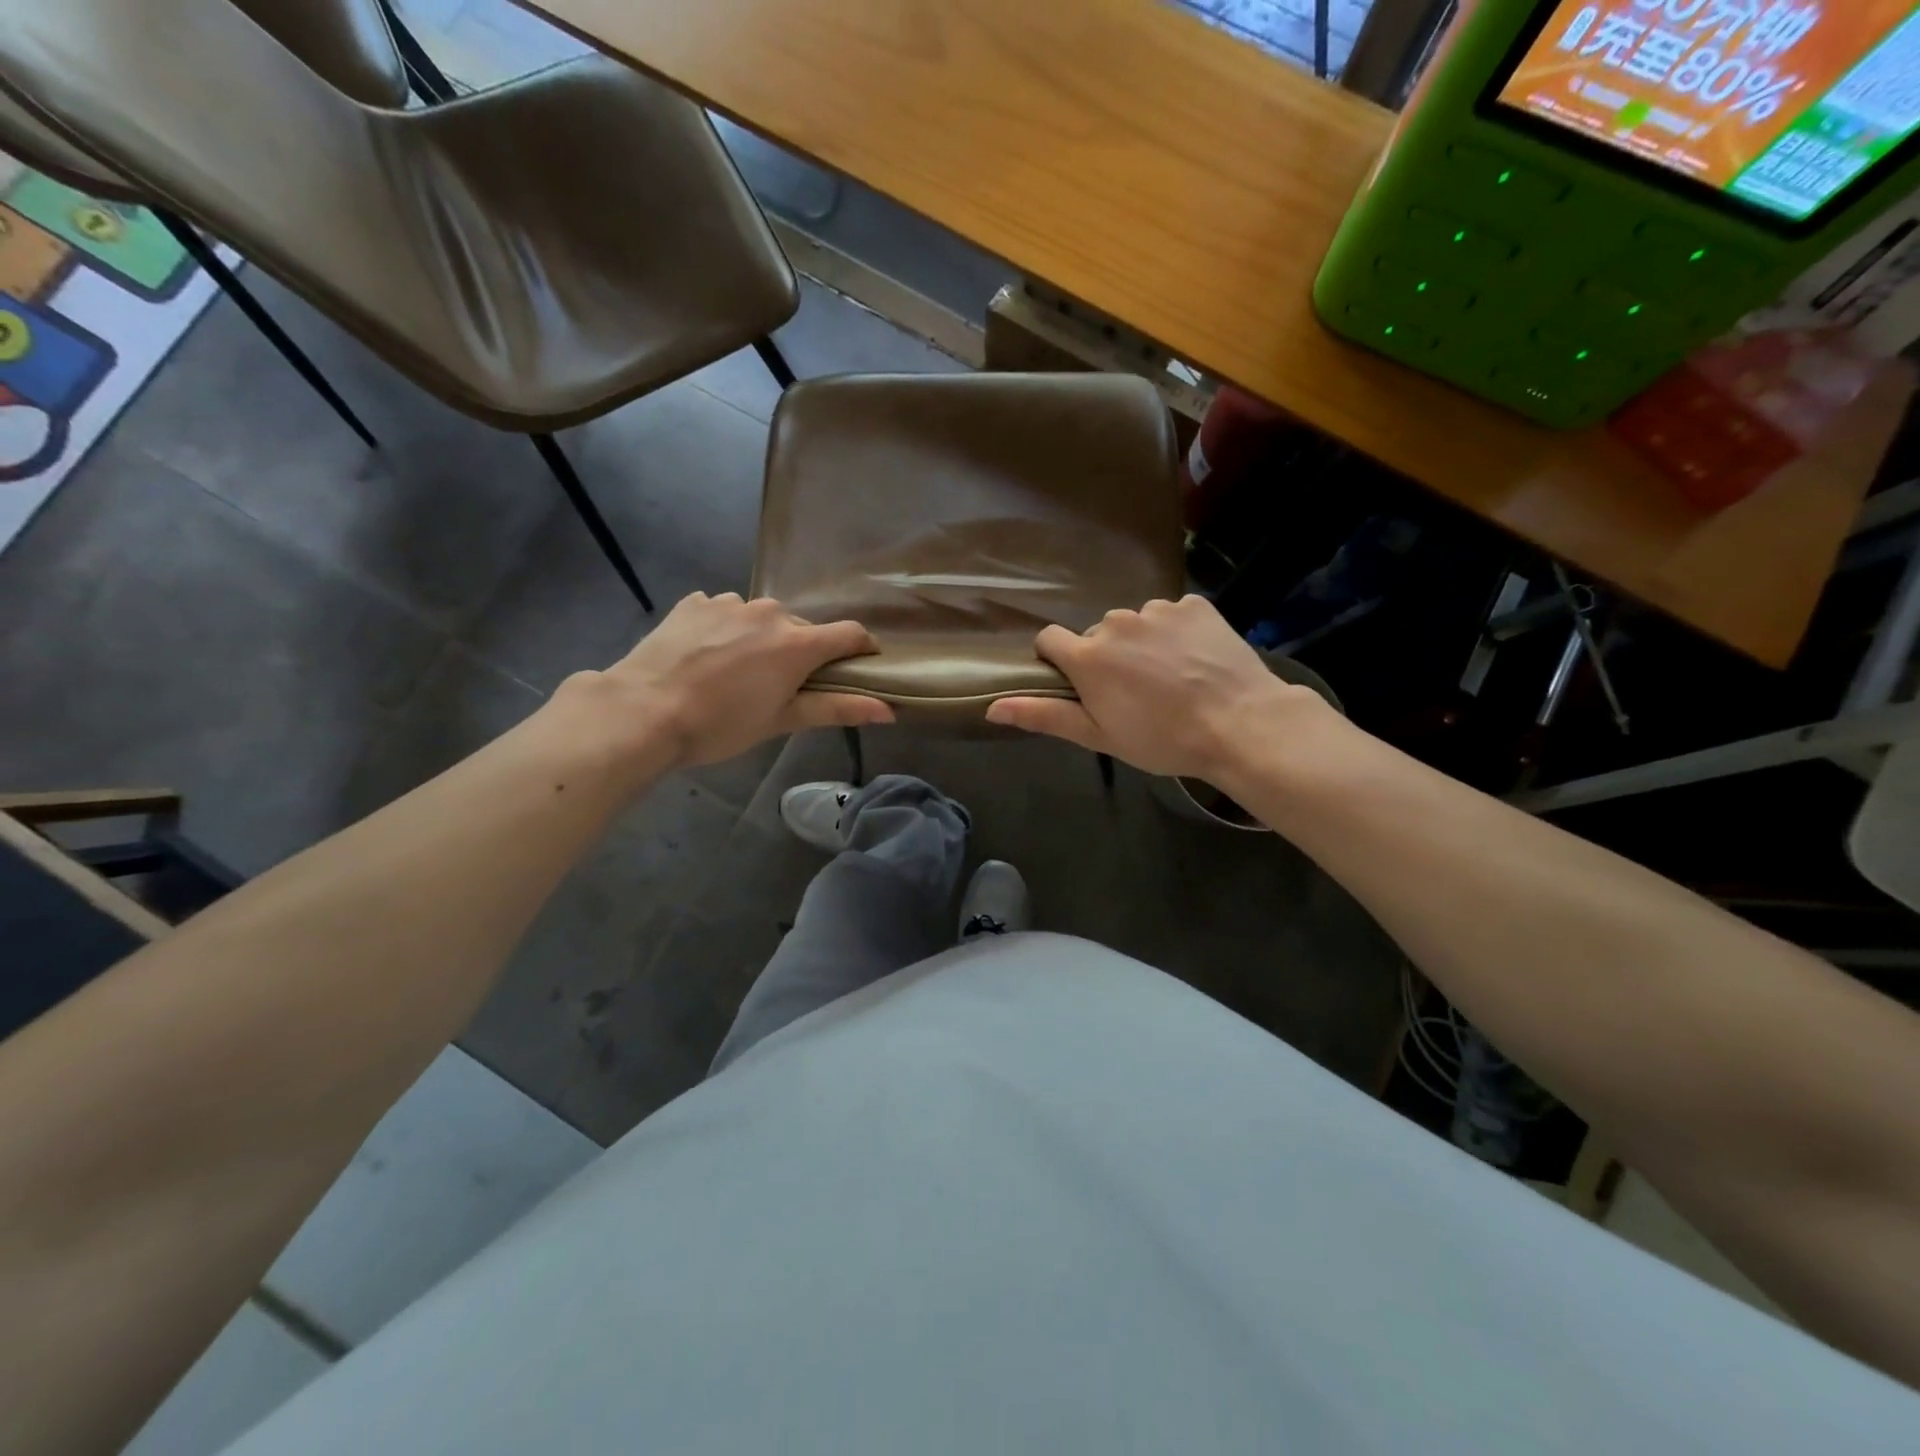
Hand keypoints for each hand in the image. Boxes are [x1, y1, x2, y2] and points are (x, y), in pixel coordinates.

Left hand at [556, 592, 893, 774]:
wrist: (642, 711)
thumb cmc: (720, 725)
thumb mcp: (782, 720)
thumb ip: (838, 709)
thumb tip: (889, 711)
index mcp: (797, 643)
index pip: (850, 633)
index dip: (861, 648)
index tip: (860, 664)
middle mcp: (770, 612)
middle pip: (802, 629)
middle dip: (801, 652)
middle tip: (781, 685)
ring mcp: (729, 602)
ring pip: (762, 619)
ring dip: (761, 639)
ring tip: (736, 671)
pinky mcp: (695, 602)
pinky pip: (724, 611)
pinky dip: (726, 629)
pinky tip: (705, 656)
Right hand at [985, 596, 1325, 780]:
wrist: (1240, 724)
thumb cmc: (1162, 739)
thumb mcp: (1098, 736)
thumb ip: (1044, 716)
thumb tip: (991, 707)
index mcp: (1088, 656)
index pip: (1049, 638)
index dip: (1057, 660)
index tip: (1078, 683)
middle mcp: (1116, 622)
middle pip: (1097, 633)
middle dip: (1107, 656)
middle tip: (1135, 692)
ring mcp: (1158, 610)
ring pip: (1135, 623)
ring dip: (1142, 643)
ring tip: (1171, 677)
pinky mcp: (1194, 604)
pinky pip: (1173, 614)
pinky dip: (1177, 633)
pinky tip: (1196, 660)